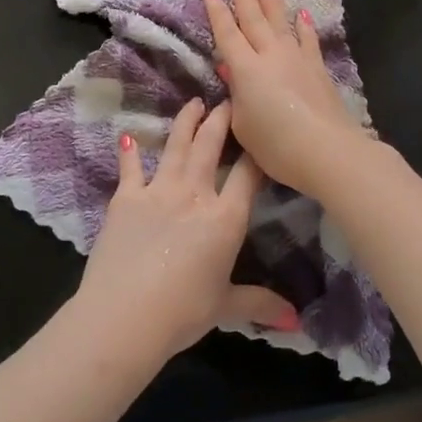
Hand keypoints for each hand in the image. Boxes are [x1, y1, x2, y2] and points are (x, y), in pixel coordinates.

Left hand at [76, 99, 297, 359]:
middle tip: (226, 100)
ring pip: (175, 146)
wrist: (124, 316)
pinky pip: (130, 168)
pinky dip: (130, 151)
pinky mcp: (125, 199)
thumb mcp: (225, 307)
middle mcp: (194, 194)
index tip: (261, 132)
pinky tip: (128, 135)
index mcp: (225, 218)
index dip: (256, 151)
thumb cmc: (182, 312)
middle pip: (210, 147)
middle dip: (221, 120)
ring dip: (186, 122)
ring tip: (193, 103)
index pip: (247, 174)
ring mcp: (157, 191)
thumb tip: (296, 320)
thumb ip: (260, 304)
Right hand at [203, 0, 370, 196]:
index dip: (217, 12)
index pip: (227, 33)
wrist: (326, 150)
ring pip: (280, 20)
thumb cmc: (276, 145)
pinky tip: (302, 13)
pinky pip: (308, 38)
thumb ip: (235, 95)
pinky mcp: (317, 67)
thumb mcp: (243, 125)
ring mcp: (297, 58)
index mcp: (246, 69)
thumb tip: (231, 69)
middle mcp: (270, 55)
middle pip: (253, 18)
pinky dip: (303, 25)